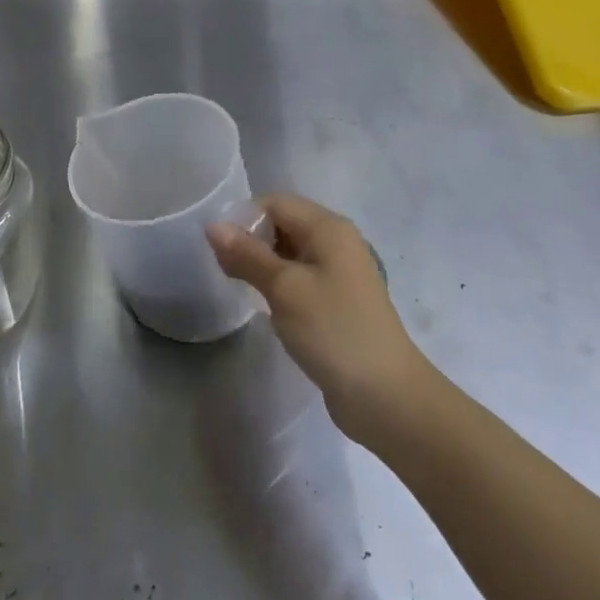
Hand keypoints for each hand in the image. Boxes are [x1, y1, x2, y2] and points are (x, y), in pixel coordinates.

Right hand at [208, 194, 426, 443]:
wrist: (386, 396)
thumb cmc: (333, 331)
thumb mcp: (284, 289)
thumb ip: (247, 255)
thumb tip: (213, 226)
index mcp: (328, 228)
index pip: (275, 203)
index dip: (244, 219)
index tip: (219, 250)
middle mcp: (337, 241)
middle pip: (284, 223)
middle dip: (251, 240)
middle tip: (226, 270)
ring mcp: (341, 272)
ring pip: (290, 251)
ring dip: (264, 263)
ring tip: (241, 287)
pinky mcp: (339, 300)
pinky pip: (301, 276)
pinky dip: (280, 283)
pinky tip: (267, 305)